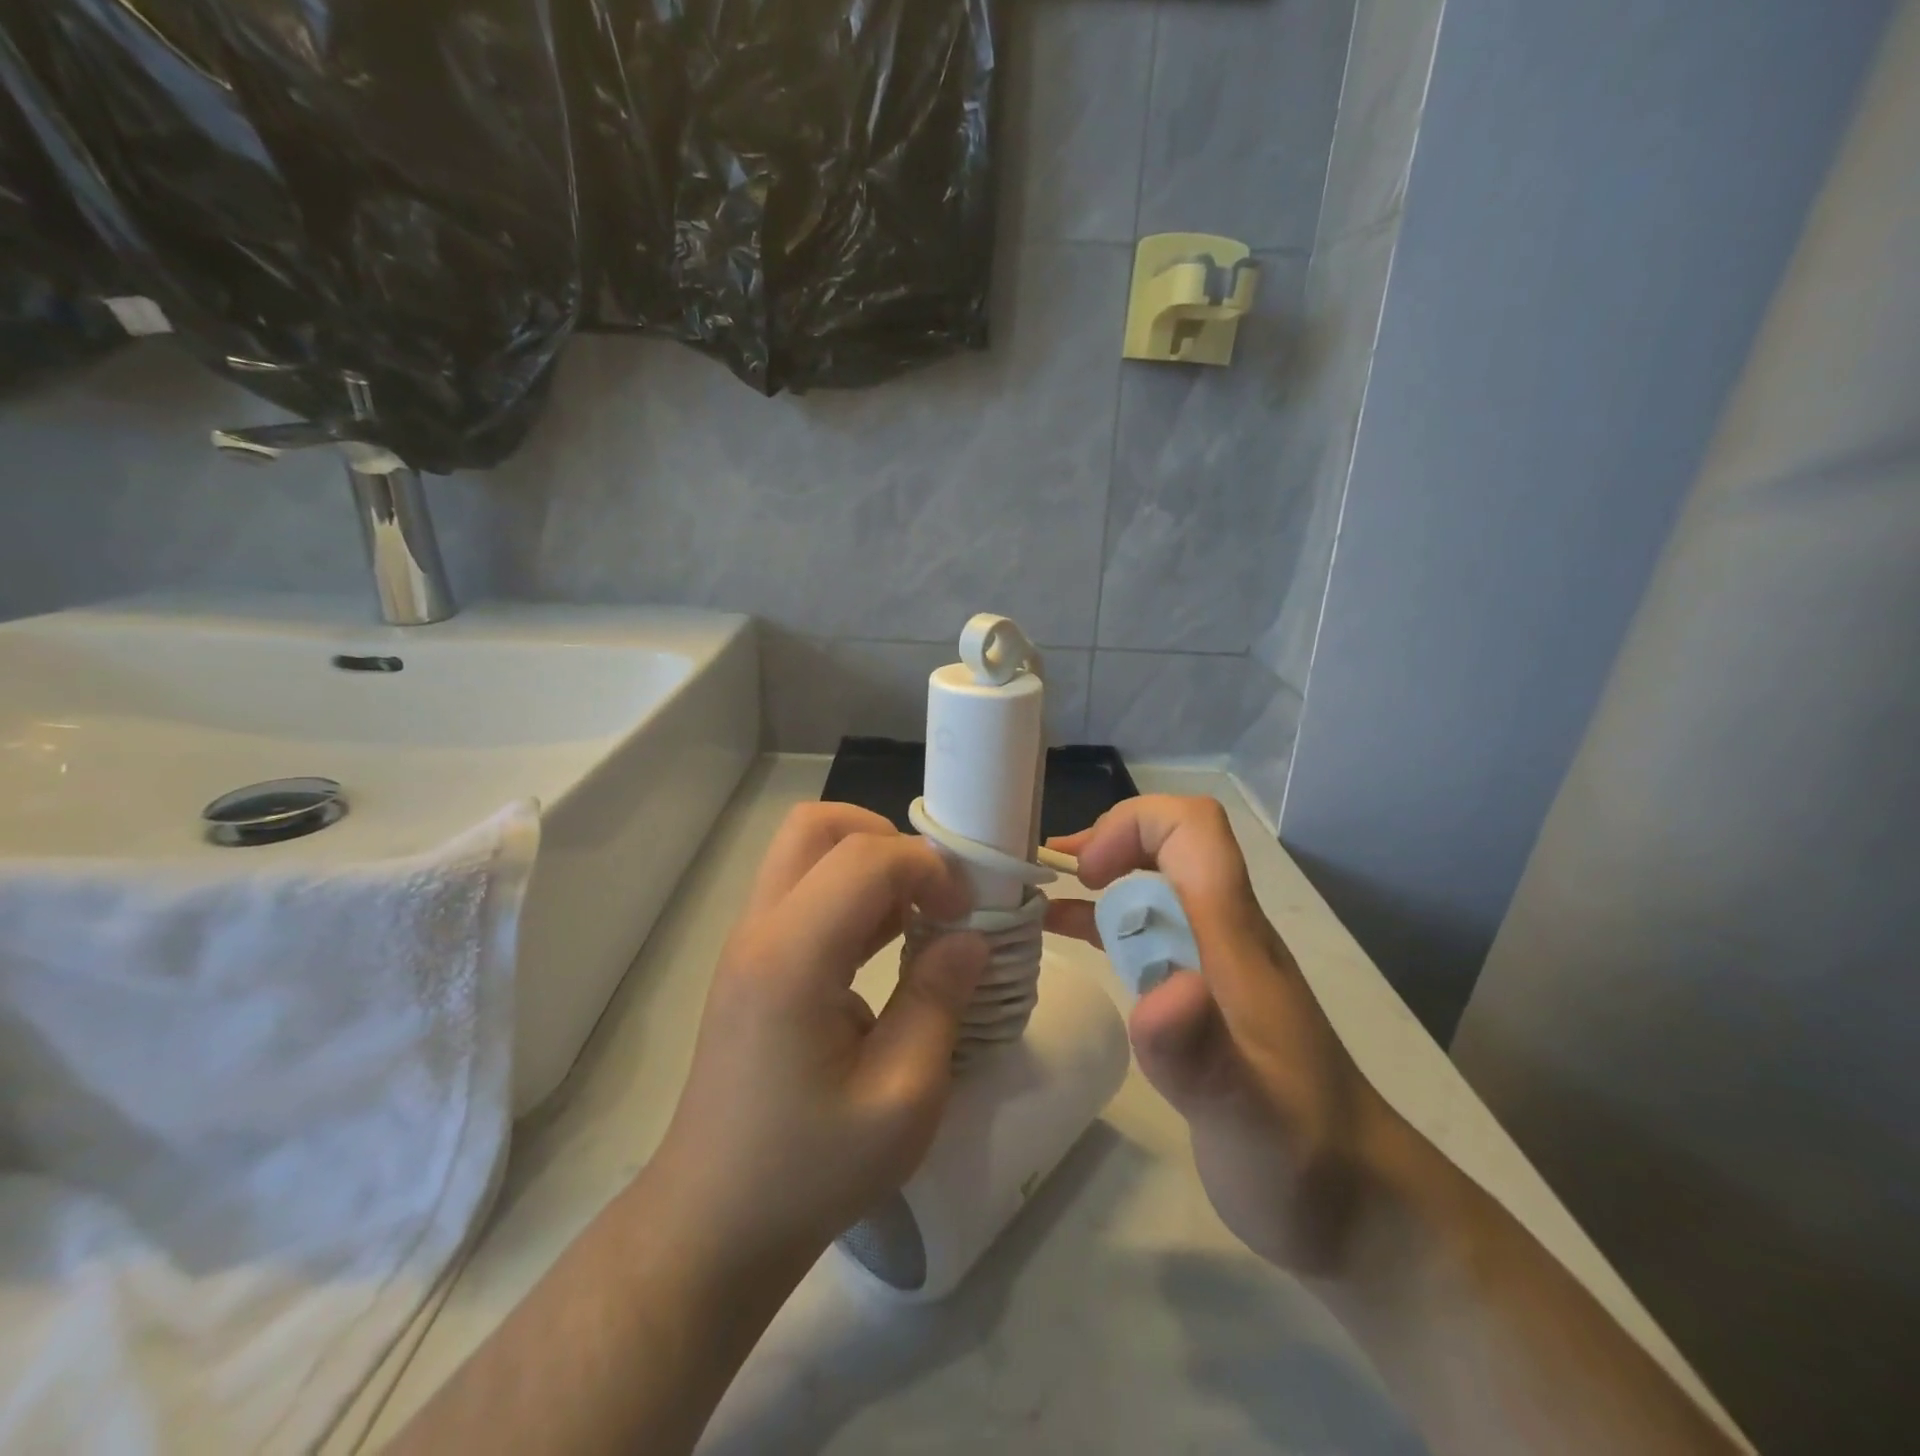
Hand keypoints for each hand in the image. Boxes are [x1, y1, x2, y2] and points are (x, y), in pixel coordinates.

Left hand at [652, 803, 987, 1266]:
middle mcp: (760, 930)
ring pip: (806, 851)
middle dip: (888, 840)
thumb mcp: (902, 1099)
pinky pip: (803, 891)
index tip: (967, 911)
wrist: (715, 1222)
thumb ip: (939, 1002)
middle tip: (933, 894)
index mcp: (792, 958)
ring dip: (869, 864)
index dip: (927, 866)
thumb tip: (970, 938)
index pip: (864, 857)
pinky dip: (851, 894)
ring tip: (919, 918)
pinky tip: (888, 944)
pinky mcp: (753, 962)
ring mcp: (749, 943)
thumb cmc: (810, 1170)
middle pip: (818, 826)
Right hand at [1047, 795, 1396, 1273]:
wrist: (1357, 1204)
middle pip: (1170, 843)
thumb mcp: (1247, 1117)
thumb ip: (1201, 1052)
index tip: (1087, 874)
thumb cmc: (1301, 1156)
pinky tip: (1063, 935)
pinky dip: (1101, 919)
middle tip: (1048, 879)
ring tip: (1036, 897)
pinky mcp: (1201, 993)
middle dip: (1106, 842)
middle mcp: (1225, 933)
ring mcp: (1214, 961)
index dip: (1134, 826)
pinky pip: (1147, 930)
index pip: (1194, 830)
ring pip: (1154, 883)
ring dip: (1098, 877)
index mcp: (1235, 938)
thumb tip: (1163, 988)